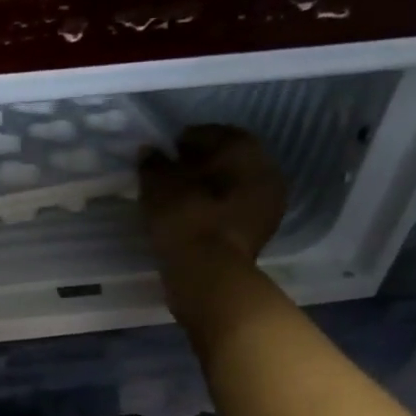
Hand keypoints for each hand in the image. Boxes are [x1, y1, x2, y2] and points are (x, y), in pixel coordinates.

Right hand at [140, 125, 288, 341]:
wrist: (208, 281)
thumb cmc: (188, 225)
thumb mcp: (162, 190)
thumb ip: (155, 166)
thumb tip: (150, 152)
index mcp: (249, 155)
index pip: (219, 134)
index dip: (190, 138)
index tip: (167, 148)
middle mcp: (266, 176)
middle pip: (228, 162)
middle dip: (199, 164)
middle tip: (169, 172)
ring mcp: (265, 210)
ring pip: (230, 189)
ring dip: (204, 190)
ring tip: (173, 198)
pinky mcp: (253, 238)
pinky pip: (228, 213)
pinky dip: (208, 211)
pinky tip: (185, 219)